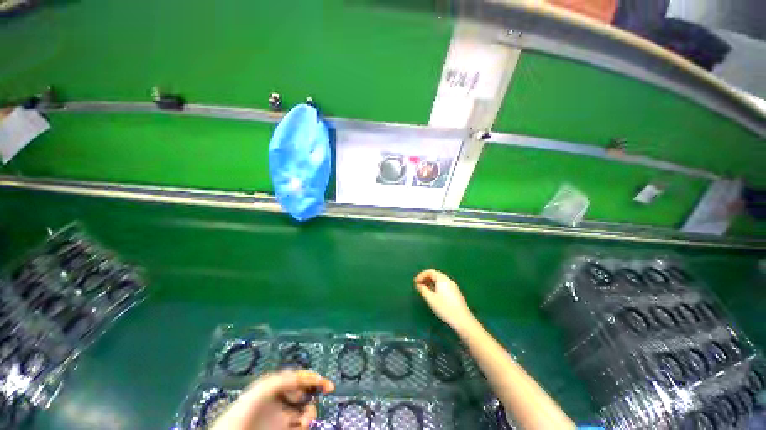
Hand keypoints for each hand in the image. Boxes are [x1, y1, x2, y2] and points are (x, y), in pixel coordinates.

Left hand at [210, 370, 333, 429]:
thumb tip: (303, 377)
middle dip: (315, 393)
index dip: (313, 378)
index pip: (299, 379)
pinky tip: (303, 425)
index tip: (326, 384)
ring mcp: (282, 419)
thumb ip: (283, 379)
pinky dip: (306, 425)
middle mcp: (280, 401)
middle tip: (323, 394)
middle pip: (304, 393)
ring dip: (311, 412)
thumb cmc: (244, 411)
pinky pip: (300, 426)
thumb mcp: (263, 388)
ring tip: (306, 419)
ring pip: (304, 411)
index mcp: (276, 388)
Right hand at [414, 269, 475, 331]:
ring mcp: (453, 286)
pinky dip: (436, 286)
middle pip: (435, 275)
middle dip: (426, 278)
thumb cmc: (445, 308)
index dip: (421, 275)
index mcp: (442, 279)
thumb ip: (423, 290)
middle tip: (419, 285)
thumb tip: (418, 285)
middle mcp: (448, 280)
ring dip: (431, 282)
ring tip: (424, 290)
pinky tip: (433, 294)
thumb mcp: (431, 299)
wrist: (463, 320)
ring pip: (439, 280)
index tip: (415, 282)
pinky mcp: (455, 293)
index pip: (430, 272)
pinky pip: (443, 285)